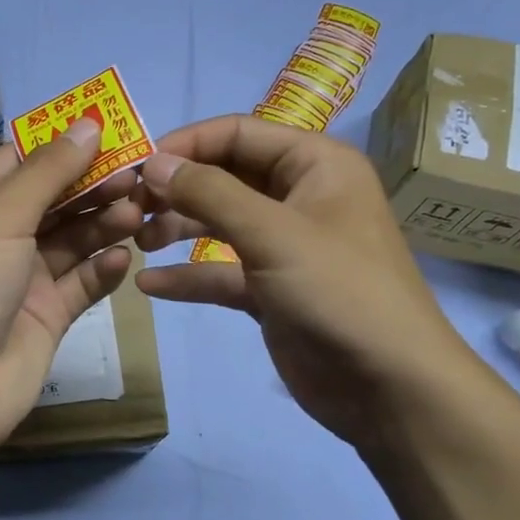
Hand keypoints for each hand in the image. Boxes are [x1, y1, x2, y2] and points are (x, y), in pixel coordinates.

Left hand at [0, 120, 141, 461]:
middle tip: (139, 178)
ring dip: (104, 224)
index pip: (21, 159)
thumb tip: (89, 123)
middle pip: (53, 197)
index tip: (116, 132)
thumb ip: (47, 172)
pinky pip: (81, 281)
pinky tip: (125, 258)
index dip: (65, 144)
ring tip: (139, 214)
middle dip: (93, 185)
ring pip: (72, 238)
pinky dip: (103, 268)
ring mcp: (21, 276)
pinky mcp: (46, 314)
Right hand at [133, 115, 485, 453]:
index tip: (136, 167)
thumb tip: (153, 163)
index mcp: (314, 164)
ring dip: (177, 228)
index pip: (237, 133)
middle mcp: (299, 196)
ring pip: (219, 222)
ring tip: (136, 242)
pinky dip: (189, 275)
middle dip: (176, 189)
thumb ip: (208, 192)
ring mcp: (285, 245)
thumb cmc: (338, 291)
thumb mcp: (271, 232)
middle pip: (224, 176)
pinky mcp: (272, 289)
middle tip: (129, 209)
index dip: (185, 145)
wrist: (390, 386)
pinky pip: (222, 271)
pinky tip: (150, 286)